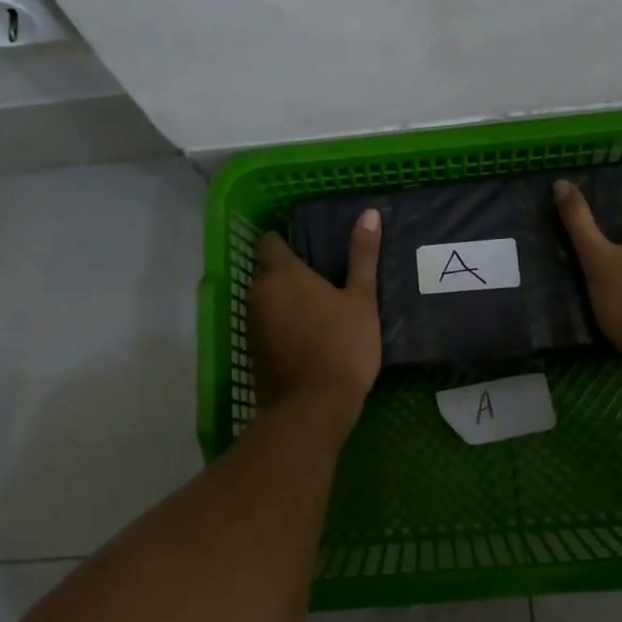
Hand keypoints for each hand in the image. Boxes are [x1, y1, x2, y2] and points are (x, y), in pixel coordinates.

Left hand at [248, 210, 382, 424]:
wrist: (312, 409)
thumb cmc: (341, 346)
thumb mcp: (361, 300)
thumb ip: (363, 255)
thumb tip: (370, 213)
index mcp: (282, 273)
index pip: (269, 241)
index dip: (284, 241)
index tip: (308, 248)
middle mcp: (259, 292)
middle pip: (266, 271)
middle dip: (287, 272)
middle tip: (321, 279)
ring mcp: (252, 323)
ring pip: (264, 299)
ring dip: (283, 299)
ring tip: (316, 307)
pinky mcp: (252, 350)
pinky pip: (264, 324)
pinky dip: (280, 324)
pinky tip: (306, 334)